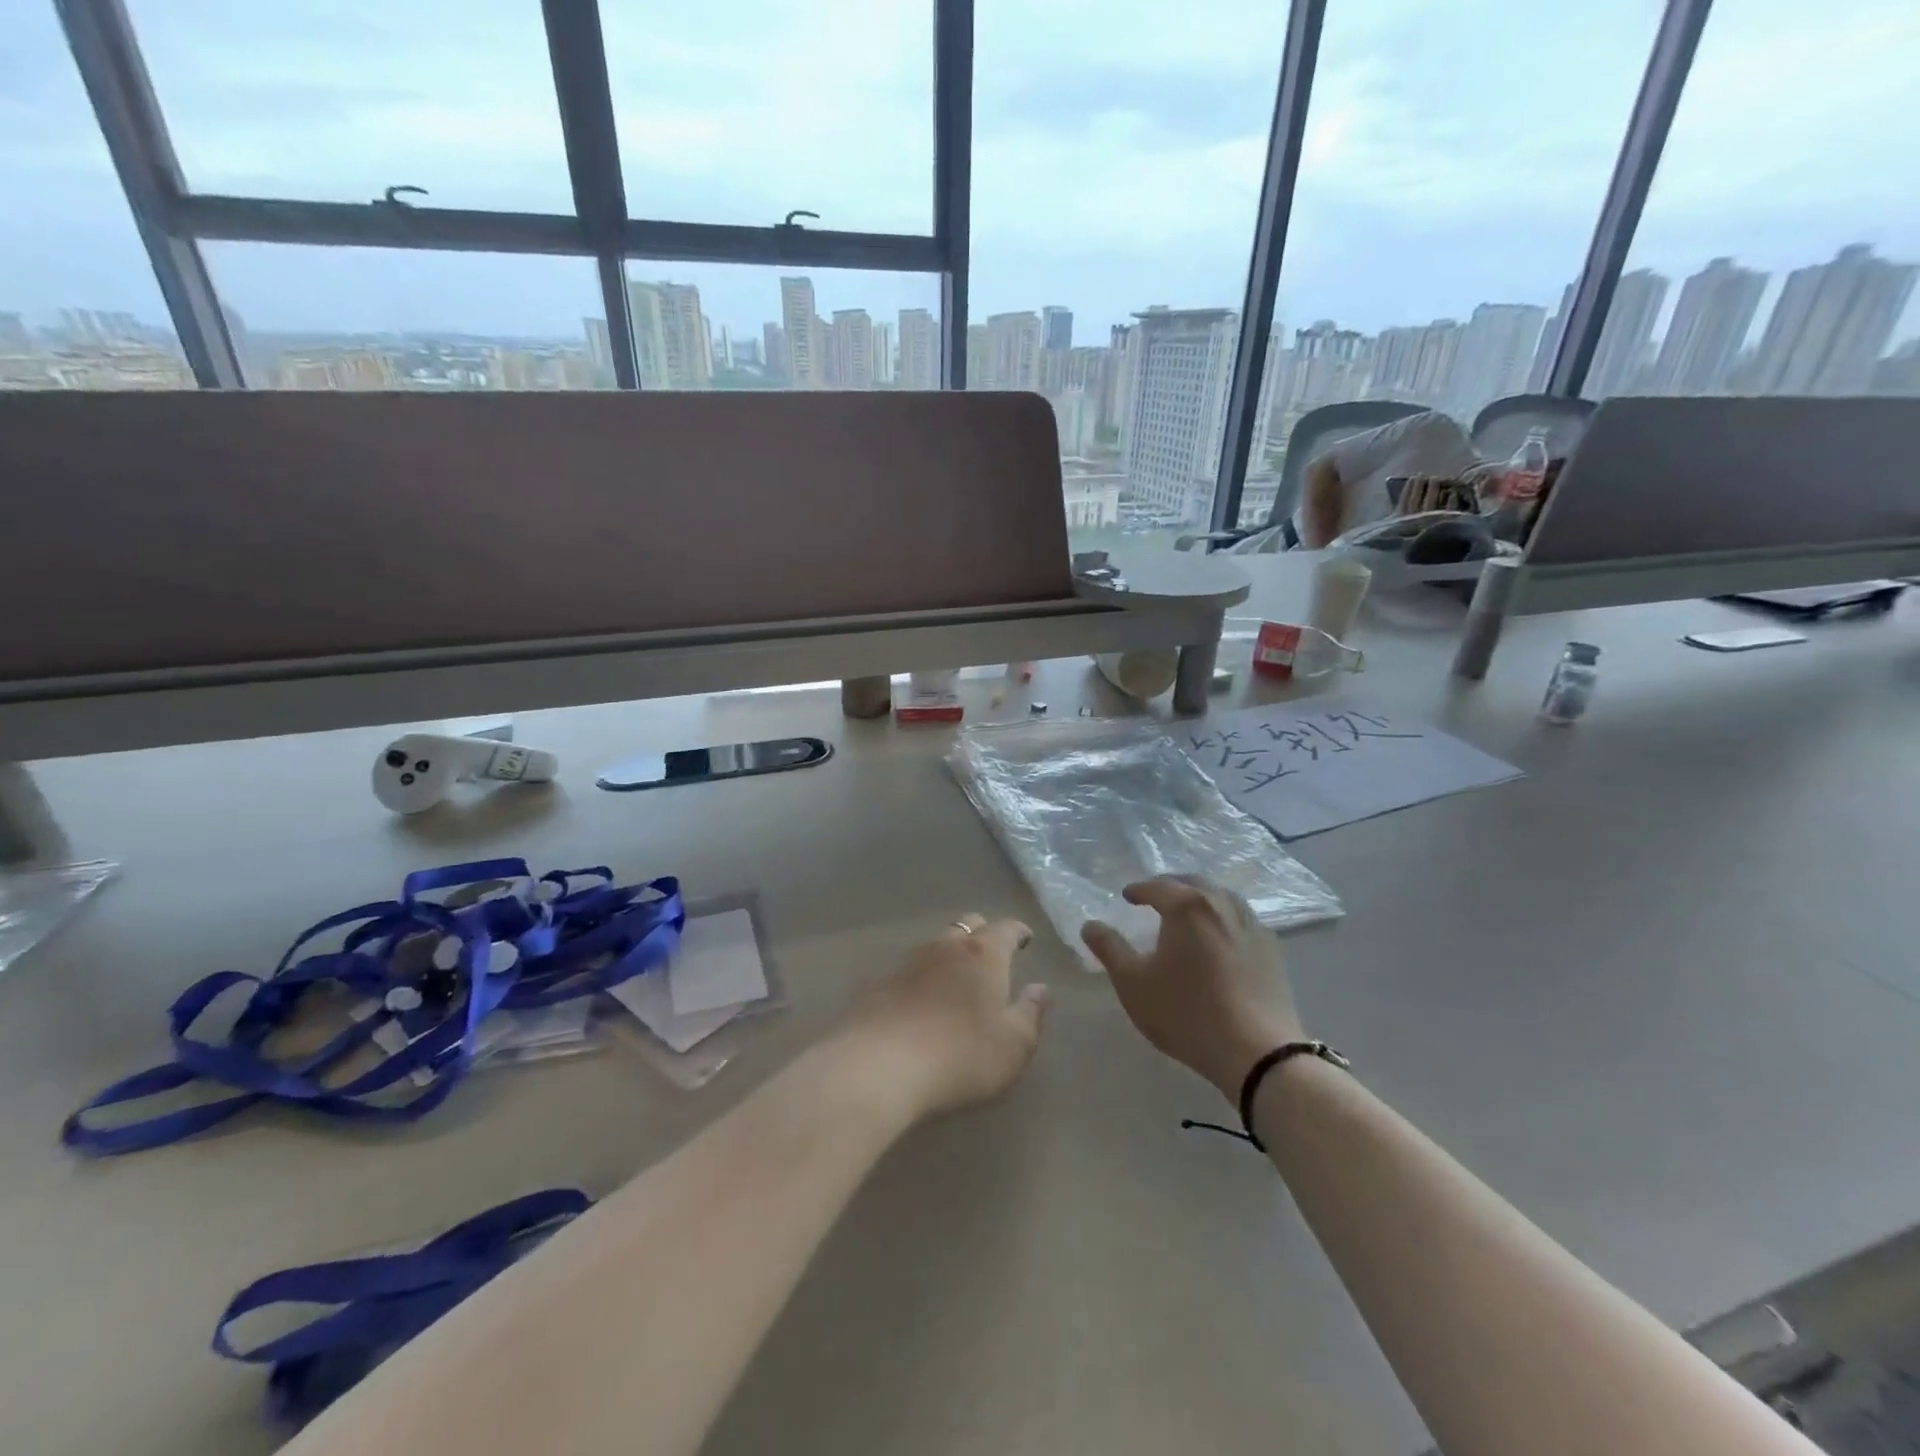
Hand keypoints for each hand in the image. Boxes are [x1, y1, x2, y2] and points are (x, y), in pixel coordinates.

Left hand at [839, 914, 1048, 1124]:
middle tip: (993, 954)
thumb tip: (1040, 988)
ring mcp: (907, 963)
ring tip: (957, 977)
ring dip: (950, 954)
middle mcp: (945, 947)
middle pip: (968, 925)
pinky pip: (909, 971)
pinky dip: (922, 978)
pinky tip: (921, 1001)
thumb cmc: (960, 1055)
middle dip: (983, 933)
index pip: (1005, 929)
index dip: (1018, 932)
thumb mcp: (1013, 1046)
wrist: (877, 1066)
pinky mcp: (879, 985)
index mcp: (983, 954)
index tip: (1025, 938)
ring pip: (935, 945)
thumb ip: (1030, 1014)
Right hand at [1081, 878, 1302, 1099]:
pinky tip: (1220, 938)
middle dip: (1171, 887)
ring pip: (1222, 898)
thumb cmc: (1186, 1013)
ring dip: (1200, 899)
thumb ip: (1109, 948)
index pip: (1157, 886)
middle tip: (1155, 898)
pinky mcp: (1273, 949)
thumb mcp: (1133, 983)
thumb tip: (1090, 925)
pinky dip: (1224, 918)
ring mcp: (1252, 925)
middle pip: (1193, 883)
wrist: (1257, 1052)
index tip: (1127, 896)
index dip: (1138, 890)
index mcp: (1187, 906)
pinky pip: (1242, 919)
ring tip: (1188, 914)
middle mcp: (1221, 905)